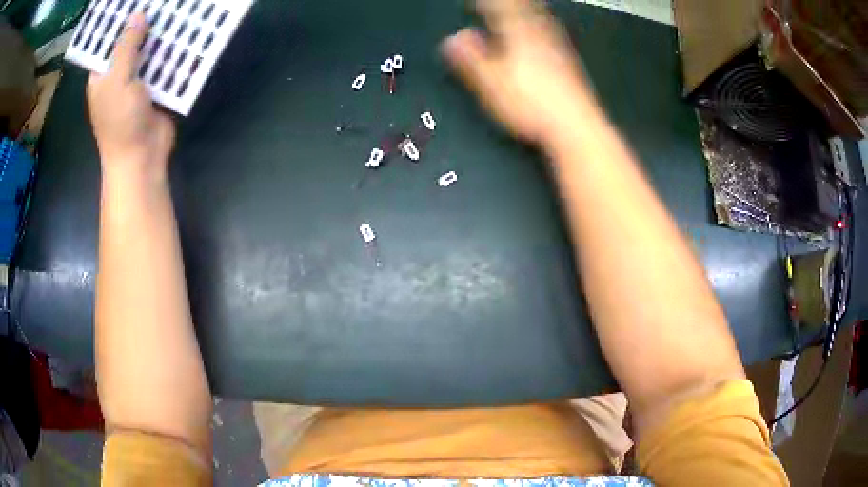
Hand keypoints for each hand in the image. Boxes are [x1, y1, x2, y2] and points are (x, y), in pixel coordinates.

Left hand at [87, 13, 174, 179]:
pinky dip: (175, 51)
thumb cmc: (120, 122)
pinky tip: (187, 33)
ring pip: (151, 49)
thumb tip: (137, 14)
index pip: (110, 40)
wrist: (141, 158)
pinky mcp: (158, 87)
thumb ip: (126, 47)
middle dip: (147, 22)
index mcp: (103, 74)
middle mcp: (120, 73)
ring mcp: (139, 80)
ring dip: (164, 34)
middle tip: (162, 2)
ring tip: (179, 10)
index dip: (121, 20)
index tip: (135, 1)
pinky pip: (166, 63)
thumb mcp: (117, 82)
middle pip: (133, 40)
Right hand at [442, 0, 598, 145]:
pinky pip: (554, 33)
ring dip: (531, 8)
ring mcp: (558, 49)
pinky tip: (548, 29)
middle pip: (525, 10)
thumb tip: (453, 38)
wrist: (574, 126)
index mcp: (518, 37)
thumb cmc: (529, 105)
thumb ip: (471, 58)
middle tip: (503, 0)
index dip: (487, 3)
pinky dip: (546, 24)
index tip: (476, 0)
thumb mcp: (491, 83)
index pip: (500, 10)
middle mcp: (539, 37)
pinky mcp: (569, 63)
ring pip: (542, 19)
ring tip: (526, 4)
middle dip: (511, 3)